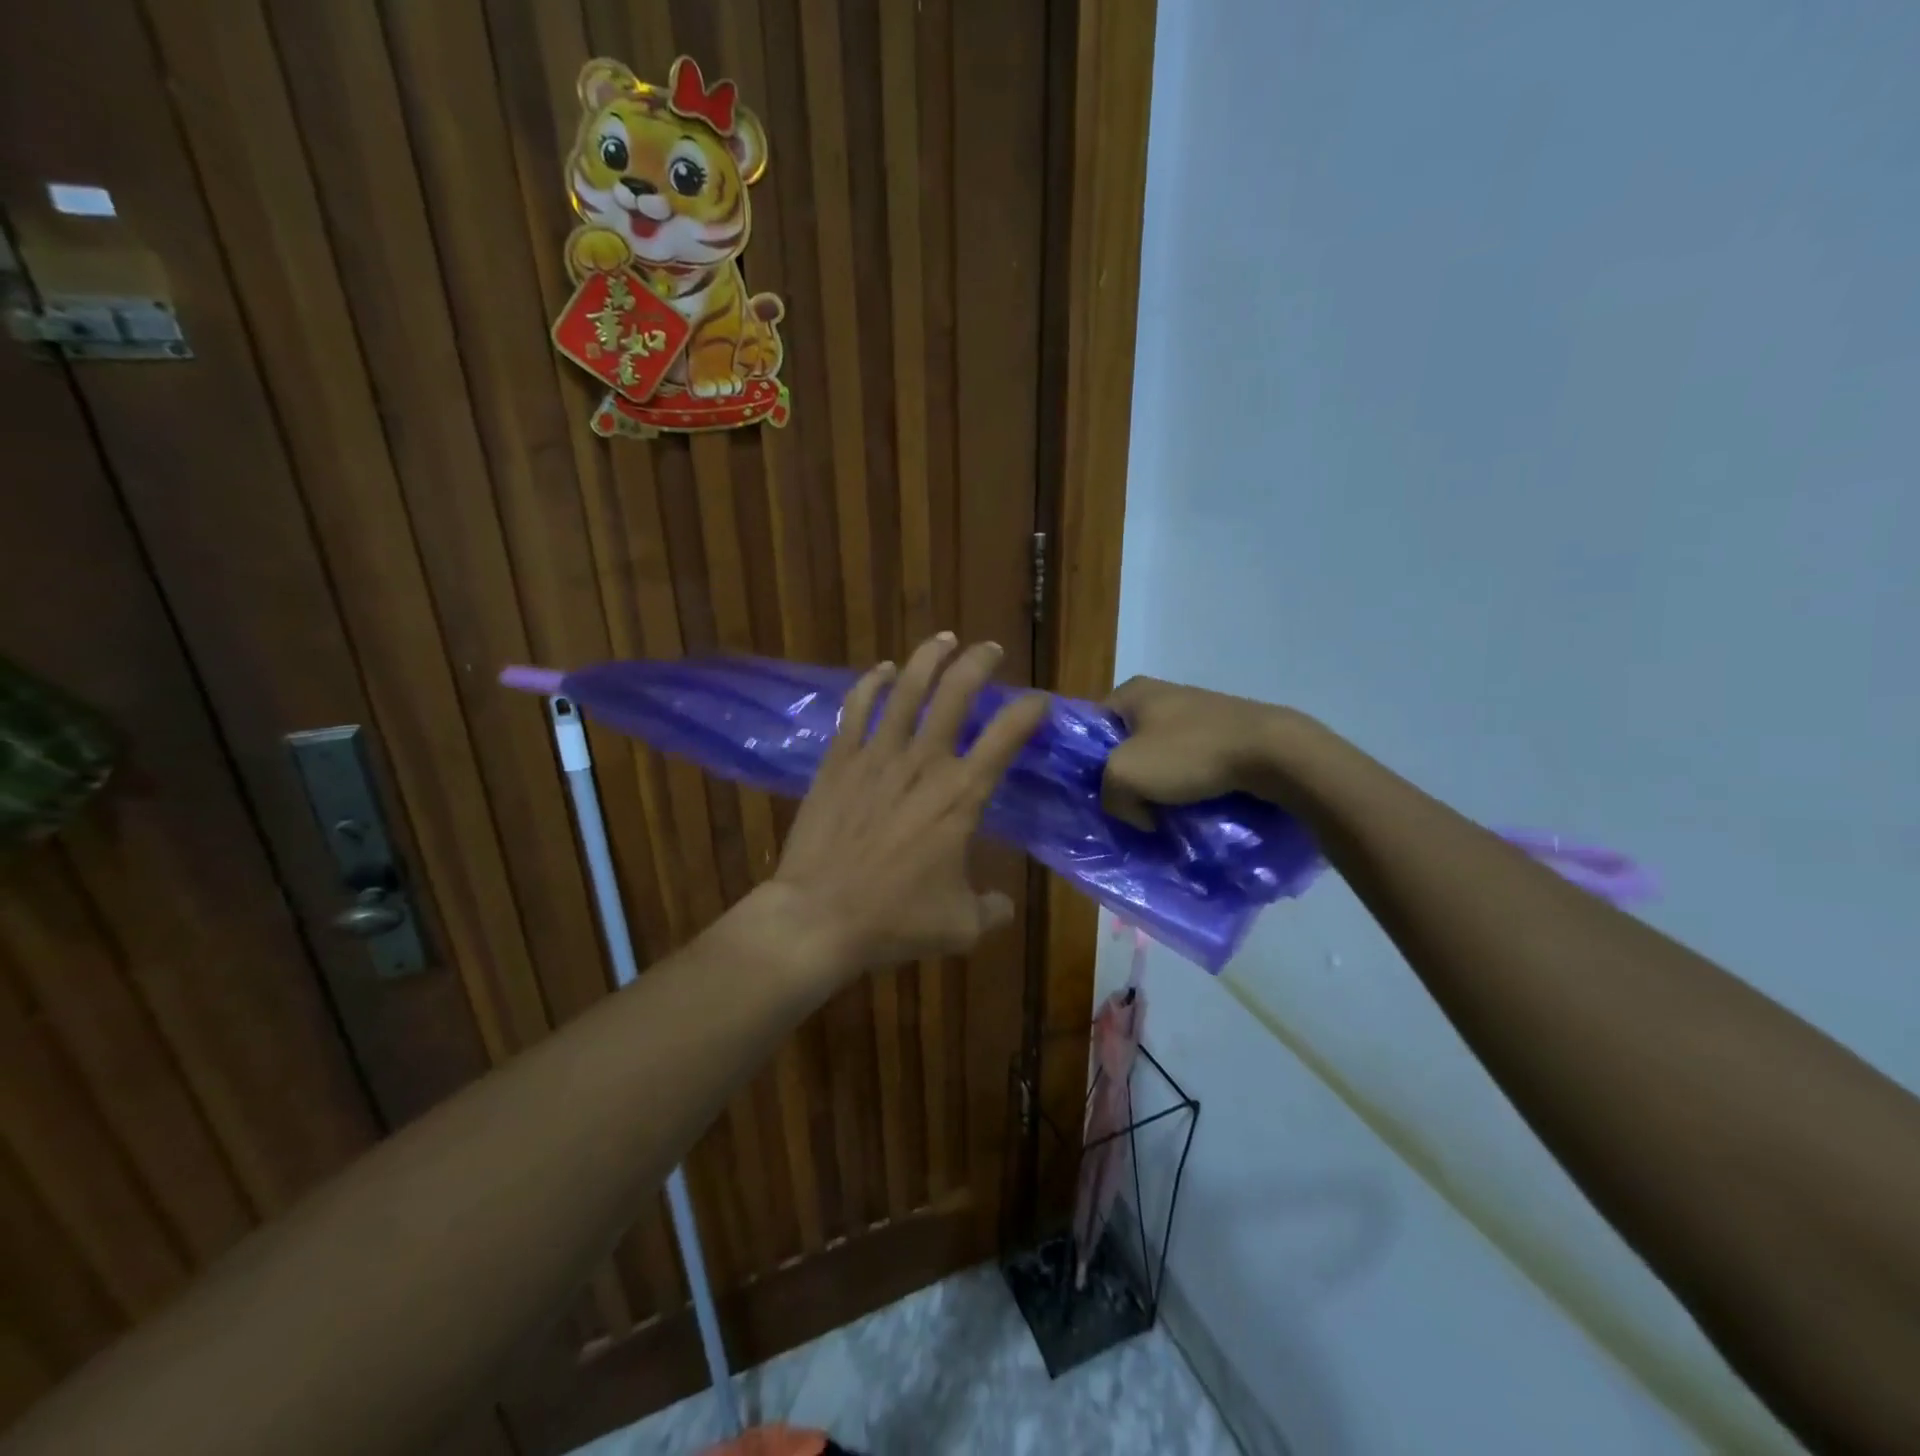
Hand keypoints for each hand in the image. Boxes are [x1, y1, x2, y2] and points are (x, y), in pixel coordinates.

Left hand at [762, 634, 1046, 981]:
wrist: (816, 917)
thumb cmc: (894, 920)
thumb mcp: (960, 926)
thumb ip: (991, 910)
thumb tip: (1004, 905)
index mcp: (961, 795)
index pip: (1006, 736)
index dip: (1029, 711)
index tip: (1040, 701)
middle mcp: (923, 763)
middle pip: (957, 693)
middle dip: (979, 663)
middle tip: (990, 650)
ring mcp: (876, 756)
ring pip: (907, 688)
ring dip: (929, 658)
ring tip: (944, 639)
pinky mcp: (839, 760)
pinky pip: (858, 708)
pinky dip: (873, 683)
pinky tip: (883, 670)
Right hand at [1101, 676, 1299, 828]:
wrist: (1272, 753)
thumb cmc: (1190, 754)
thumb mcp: (1125, 775)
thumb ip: (1110, 794)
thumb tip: (1135, 811)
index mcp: (1132, 691)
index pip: (1092, 728)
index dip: (1088, 763)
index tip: (1100, 793)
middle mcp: (1162, 694)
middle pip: (1126, 744)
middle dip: (1126, 779)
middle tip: (1130, 810)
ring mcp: (1196, 712)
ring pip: (1159, 757)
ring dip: (1159, 786)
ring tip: (1163, 814)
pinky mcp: (1223, 731)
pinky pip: (1190, 762)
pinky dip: (1188, 784)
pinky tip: (1192, 805)